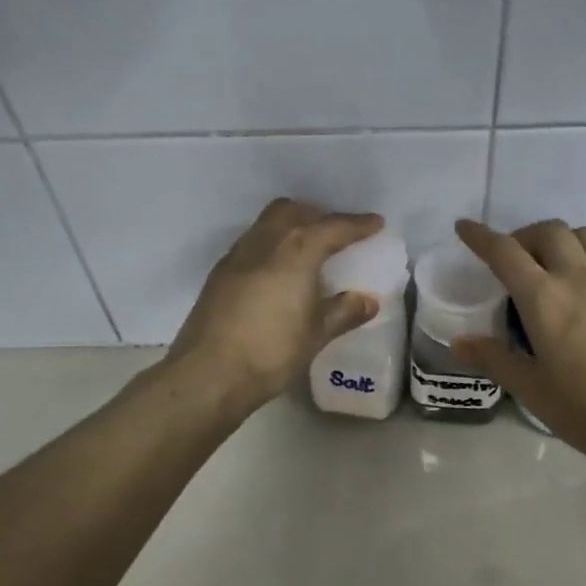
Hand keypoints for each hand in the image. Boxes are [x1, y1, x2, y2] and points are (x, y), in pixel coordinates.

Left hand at [166, 198, 385, 414]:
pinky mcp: (220, 273)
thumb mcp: (316, 334)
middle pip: (294, 211)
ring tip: (308, 251)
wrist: (209, 374)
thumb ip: (344, 312)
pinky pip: (252, 243)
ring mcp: (238, 255)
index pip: (333, 227)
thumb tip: (368, 301)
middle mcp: (266, 242)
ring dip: (292, 226)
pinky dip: (272, 245)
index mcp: (296, 251)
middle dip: (319, 216)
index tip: (376, 224)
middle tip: (337, 235)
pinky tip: (278, 272)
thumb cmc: (271, 352)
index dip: (357, 224)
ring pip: (268, 223)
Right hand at [452, 218, 585, 460]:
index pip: (504, 252)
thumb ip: (494, 359)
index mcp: (543, 299)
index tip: (464, 227)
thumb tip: (459, 342)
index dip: (480, 236)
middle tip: (516, 261)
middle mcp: (579, 277)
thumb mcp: (531, 390)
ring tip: (557, 264)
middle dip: (525, 237)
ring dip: (565, 240)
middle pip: (548, 231)